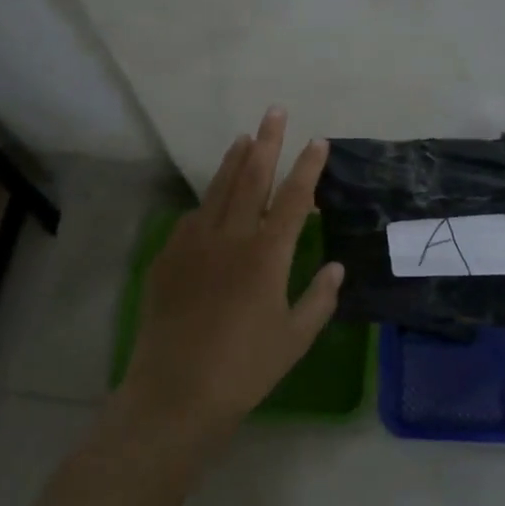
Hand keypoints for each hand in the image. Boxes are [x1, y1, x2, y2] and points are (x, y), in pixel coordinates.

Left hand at [120, 106, 342, 438]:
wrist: (176, 393)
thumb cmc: (245, 369)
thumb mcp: (295, 338)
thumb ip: (319, 298)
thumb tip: (337, 267)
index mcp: (267, 255)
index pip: (294, 198)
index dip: (308, 167)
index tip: (318, 141)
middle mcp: (231, 238)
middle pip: (252, 178)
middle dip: (267, 142)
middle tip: (275, 112)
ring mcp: (194, 244)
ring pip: (217, 189)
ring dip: (233, 160)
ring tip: (244, 137)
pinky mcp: (168, 258)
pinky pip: (192, 218)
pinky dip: (207, 201)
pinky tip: (212, 199)